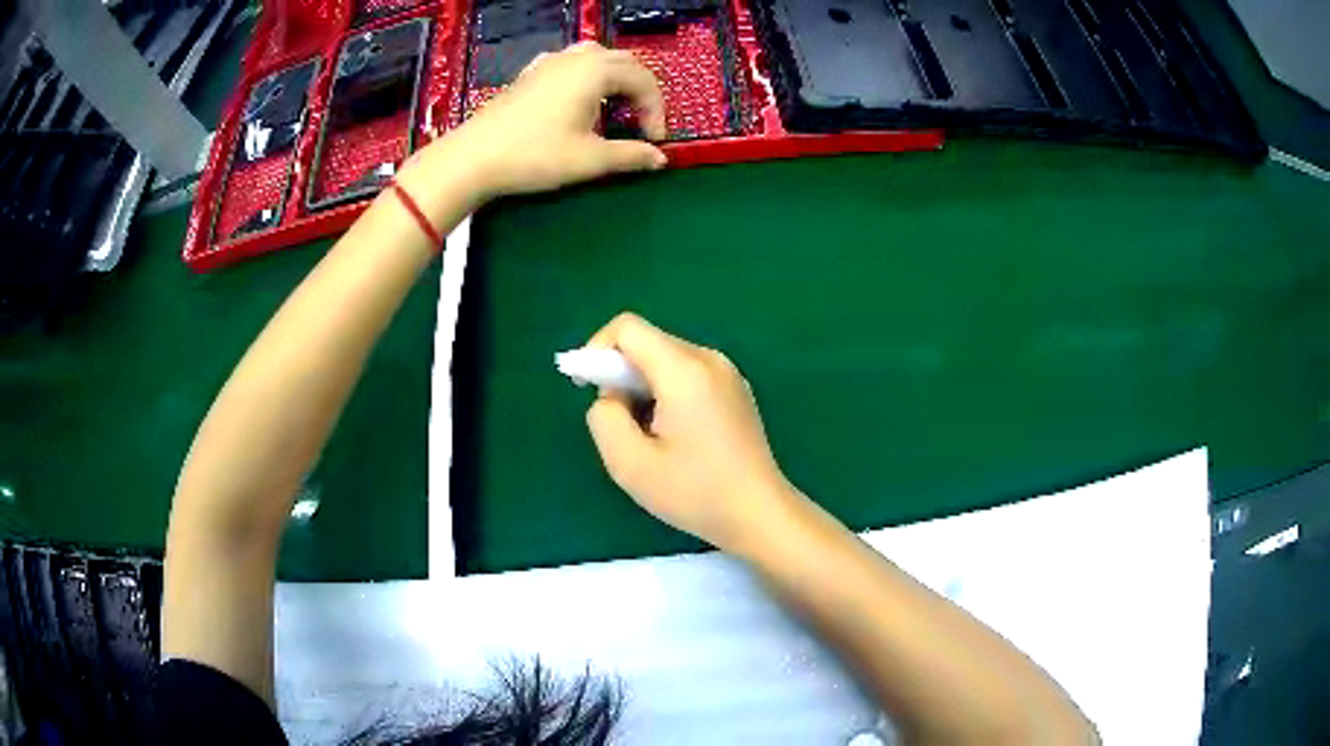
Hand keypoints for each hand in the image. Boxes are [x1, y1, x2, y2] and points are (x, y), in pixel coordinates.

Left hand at [436, 42, 667, 201]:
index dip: (656, 110)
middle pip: (624, 63)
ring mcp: (549, 62)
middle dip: (640, 91)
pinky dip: (588, 76)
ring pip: (596, 57)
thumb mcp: (590, 159)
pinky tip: (579, 96)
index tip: (655, 141)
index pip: (643, 80)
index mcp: (596, 71)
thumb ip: (630, 155)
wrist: (473, 158)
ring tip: (616, 106)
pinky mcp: (530, 74)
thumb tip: (660, 158)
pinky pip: (570, 63)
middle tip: (641, 123)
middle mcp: (576, 58)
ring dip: (615, 79)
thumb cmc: (535, 155)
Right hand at [584, 313, 796, 552]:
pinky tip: (677, 437)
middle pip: (648, 344)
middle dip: (621, 376)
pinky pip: (689, 375)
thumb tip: (612, 395)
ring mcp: (728, 373)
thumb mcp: (629, 463)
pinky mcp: (737, 390)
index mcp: (684, 369)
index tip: (588, 389)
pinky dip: (669, 394)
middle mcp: (709, 359)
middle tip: (621, 426)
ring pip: (667, 360)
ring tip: (650, 437)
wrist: (760, 514)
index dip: (597, 350)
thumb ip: (604, 417)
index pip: (627, 328)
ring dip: (645, 389)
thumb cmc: (694, 492)